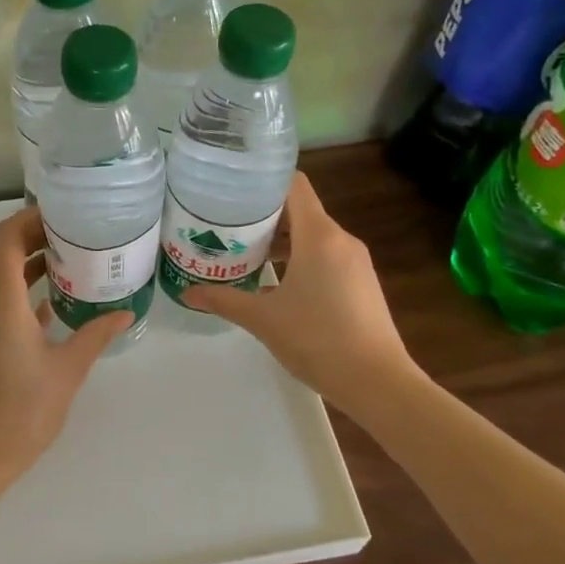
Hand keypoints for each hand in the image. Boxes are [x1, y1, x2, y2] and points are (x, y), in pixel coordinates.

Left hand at [0, 206, 132, 486]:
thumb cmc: (24, 408)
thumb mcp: (69, 367)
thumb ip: (96, 333)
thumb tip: (126, 311)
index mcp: (1, 300)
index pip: (7, 238)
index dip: (32, 218)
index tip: (66, 212)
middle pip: (2, 250)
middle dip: (35, 234)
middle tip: (77, 231)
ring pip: (2, 274)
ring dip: (31, 260)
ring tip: (74, 256)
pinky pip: (3, 298)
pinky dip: (26, 287)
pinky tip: (60, 297)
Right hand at [187, 173, 414, 410]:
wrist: (377, 382)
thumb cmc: (317, 339)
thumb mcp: (262, 319)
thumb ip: (223, 300)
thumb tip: (187, 293)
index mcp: (319, 236)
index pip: (293, 185)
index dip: (263, 181)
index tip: (232, 189)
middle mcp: (341, 240)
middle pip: (300, 210)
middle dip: (263, 215)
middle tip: (226, 225)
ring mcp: (355, 262)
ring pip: (313, 235)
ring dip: (280, 240)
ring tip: (244, 254)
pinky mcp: (361, 283)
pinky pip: (325, 256)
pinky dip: (299, 259)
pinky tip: (276, 282)